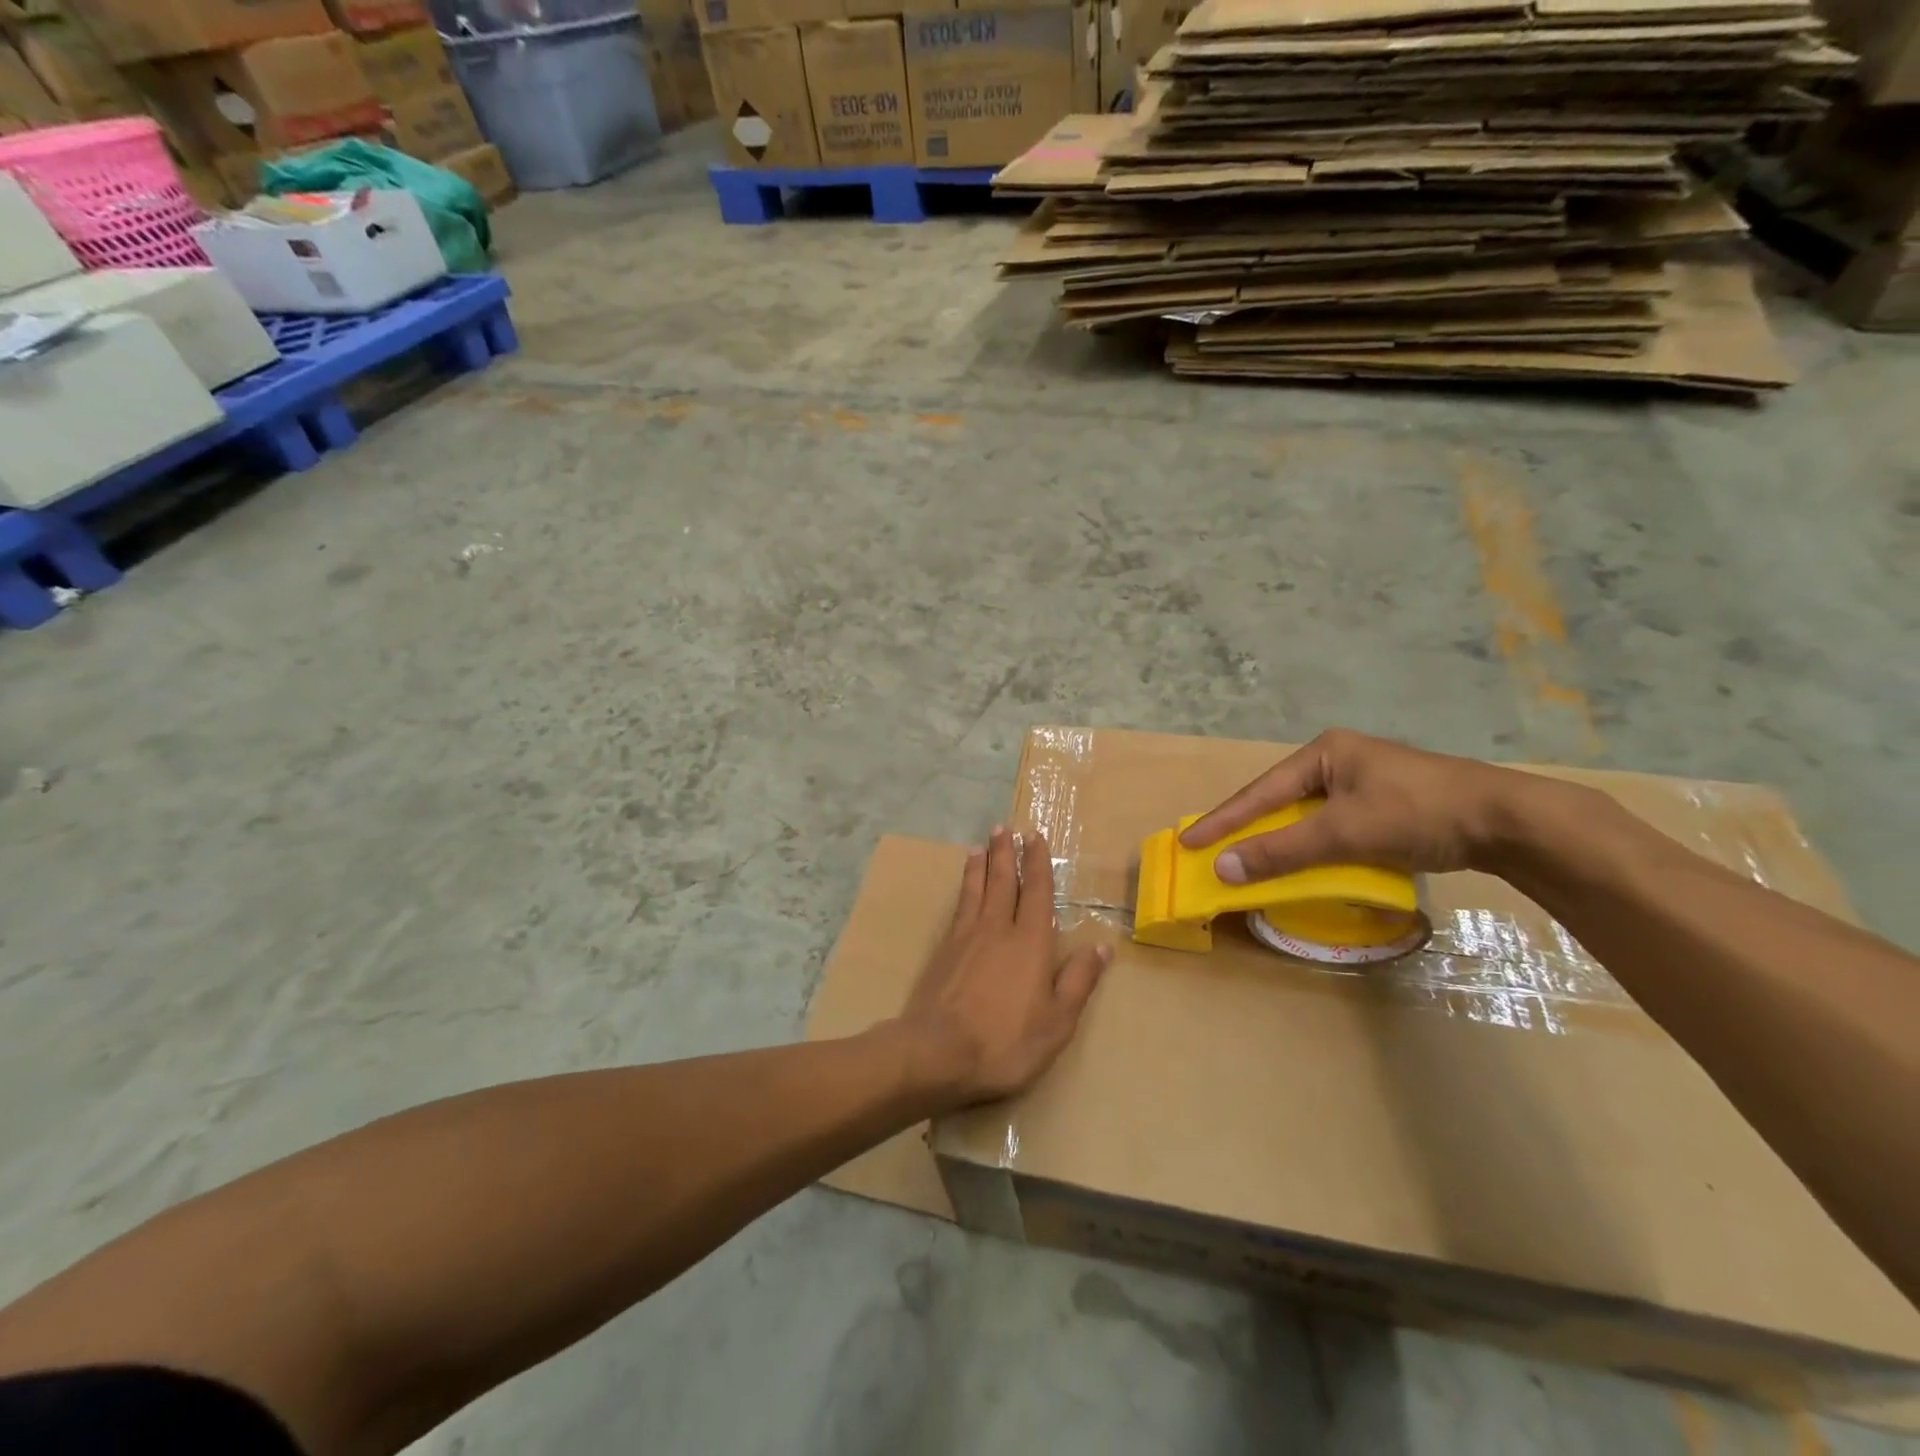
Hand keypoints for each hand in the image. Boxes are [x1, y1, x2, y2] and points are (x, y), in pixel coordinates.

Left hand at [897, 826, 1110, 1105]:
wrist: (938, 1051)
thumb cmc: (1006, 1041)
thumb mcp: (1057, 1021)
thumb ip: (1079, 981)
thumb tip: (1102, 947)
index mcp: (1031, 943)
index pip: (1038, 893)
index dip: (1038, 864)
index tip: (1035, 838)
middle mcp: (999, 929)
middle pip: (1004, 881)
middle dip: (1006, 853)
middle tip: (1005, 828)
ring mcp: (967, 936)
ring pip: (977, 889)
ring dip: (982, 864)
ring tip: (983, 844)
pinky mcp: (944, 950)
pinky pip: (959, 906)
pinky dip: (964, 887)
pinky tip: (964, 885)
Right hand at [1180, 729, 1528, 883]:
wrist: (1508, 822)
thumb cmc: (1417, 813)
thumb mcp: (1343, 832)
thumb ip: (1282, 851)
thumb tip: (1223, 868)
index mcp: (1326, 752)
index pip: (1261, 791)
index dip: (1223, 820)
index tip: (1188, 842)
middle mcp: (1340, 760)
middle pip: (1281, 800)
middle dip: (1249, 828)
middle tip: (1213, 851)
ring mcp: (1366, 782)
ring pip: (1308, 815)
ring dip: (1282, 840)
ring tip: (1250, 862)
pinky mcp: (1387, 805)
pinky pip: (1333, 826)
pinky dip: (1313, 846)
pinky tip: (1305, 863)